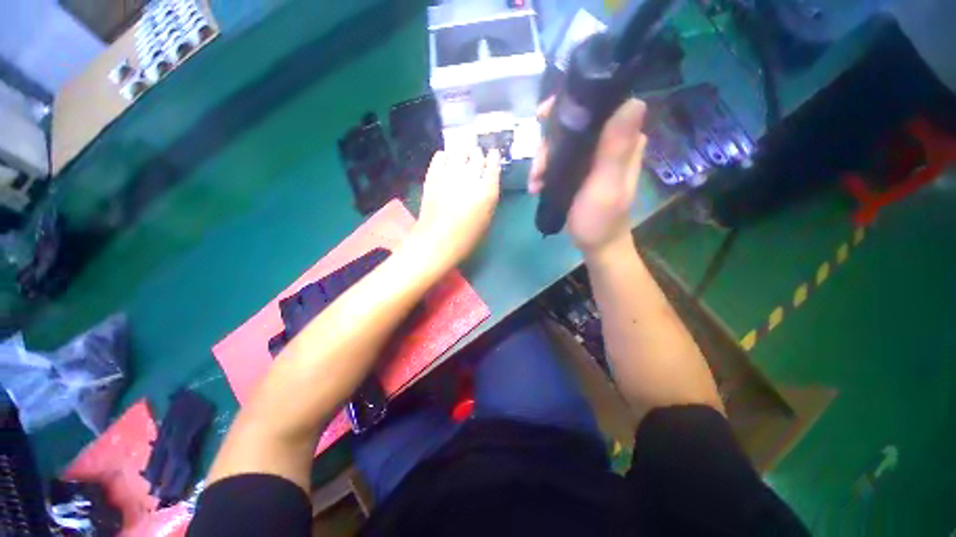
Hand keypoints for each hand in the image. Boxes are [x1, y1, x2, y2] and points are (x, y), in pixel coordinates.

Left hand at [414, 148, 501, 267]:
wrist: (436, 241)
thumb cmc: (466, 236)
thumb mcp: (486, 218)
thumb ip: (489, 196)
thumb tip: (486, 180)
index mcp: (487, 191)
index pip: (493, 163)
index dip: (493, 157)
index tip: (492, 156)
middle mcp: (470, 177)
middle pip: (476, 153)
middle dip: (477, 156)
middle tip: (475, 161)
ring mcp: (449, 174)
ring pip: (459, 150)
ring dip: (462, 153)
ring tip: (461, 160)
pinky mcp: (433, 175)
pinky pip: (440, 155)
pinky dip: (445, 156)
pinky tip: (447, 163)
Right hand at [529, 98, 647, 255]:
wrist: (596, 243)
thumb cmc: (600, 219)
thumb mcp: (606, 186)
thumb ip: (616, 149)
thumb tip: (633, 101)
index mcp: (624, 138)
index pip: (599, 103)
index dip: (571, 101)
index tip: (543, 116)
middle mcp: (611, 139)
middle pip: (573, 121)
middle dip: (549, 142)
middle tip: (538, 167)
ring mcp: (594, 153)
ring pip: (562, 140)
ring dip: (543, 159)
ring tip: (535, 182)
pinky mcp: (581, 166)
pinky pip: (559, 156)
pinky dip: (545, 169)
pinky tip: (537, 184)